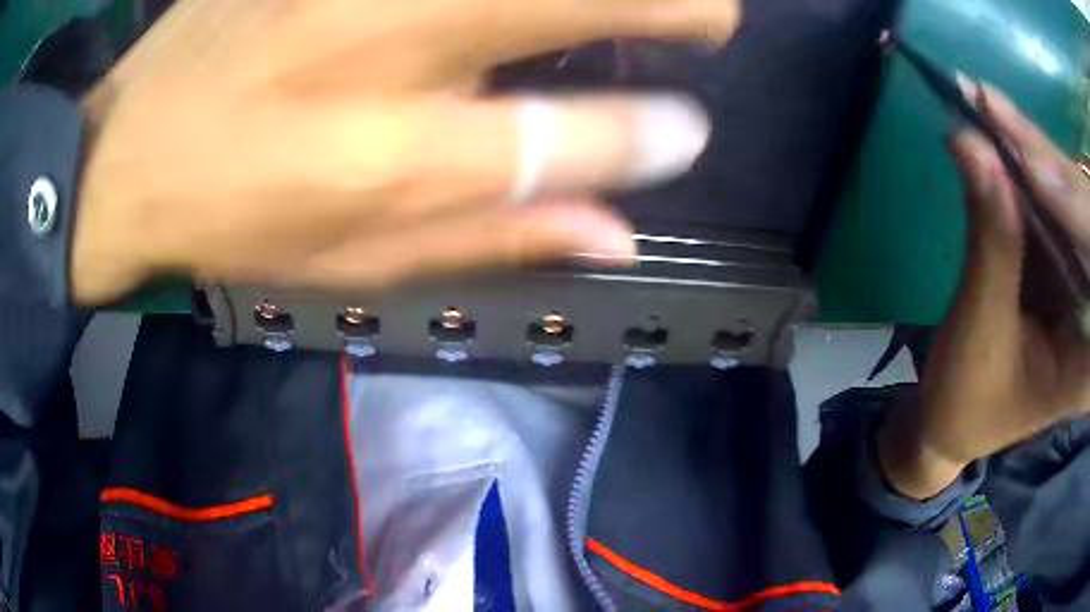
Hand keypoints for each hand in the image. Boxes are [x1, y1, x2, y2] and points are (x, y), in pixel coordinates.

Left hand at [72, 0, 739, 304]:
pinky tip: (503, 13)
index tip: (692, 131)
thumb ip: (494, 240)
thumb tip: (618, 233)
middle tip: (709, 20)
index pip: (573, 140)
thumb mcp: (351, 262)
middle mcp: (395, 44)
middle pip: (581, 1)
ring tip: (648, 8)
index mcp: (395, 157)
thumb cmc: (231, 219)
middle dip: (678, 7)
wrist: (129, 154)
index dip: (653, 137)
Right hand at [879, 83, 1089, 498]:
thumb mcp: (980, 331)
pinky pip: (1056, 205)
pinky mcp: (1066, 265)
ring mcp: (1083, 287)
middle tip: (993, 106)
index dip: (1070, 199)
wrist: (953, 420)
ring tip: (990, 110)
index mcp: (1088, 359)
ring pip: (1072, 202)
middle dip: (1050, 165)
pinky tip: (1002, 138)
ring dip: (1035, 155)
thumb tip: (972, 142)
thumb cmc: (967, 400)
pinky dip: (1029, 169)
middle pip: (1087, 221)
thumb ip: (991, 240)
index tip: (1027, 150)